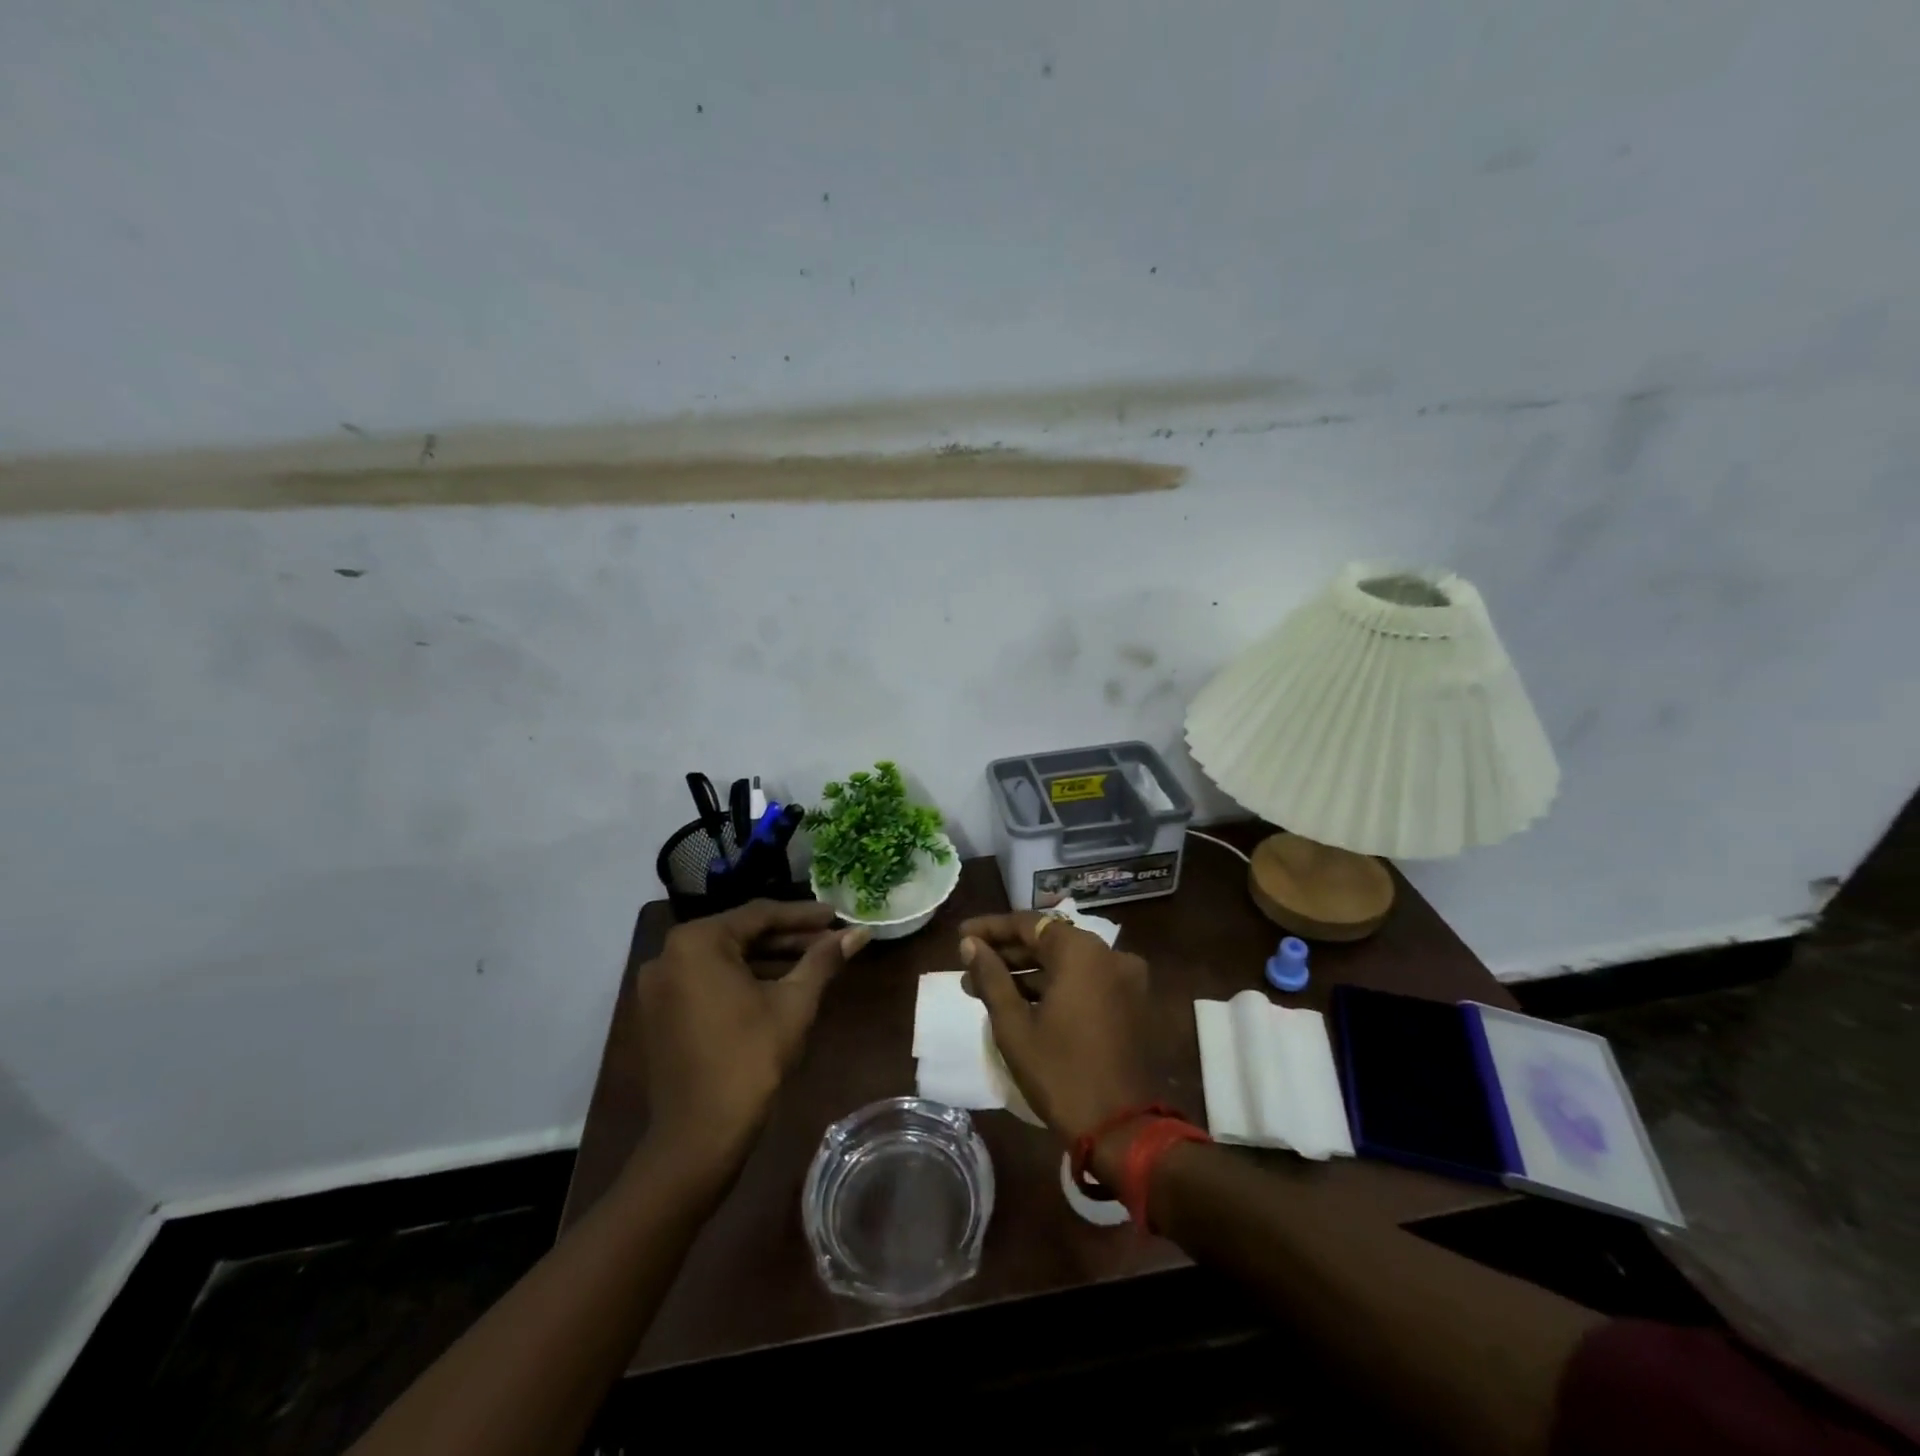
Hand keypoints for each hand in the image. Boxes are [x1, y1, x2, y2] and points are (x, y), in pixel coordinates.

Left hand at [637, 900, 869, 1174]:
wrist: (698, 1137)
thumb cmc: (750, 1060)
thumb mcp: (794, 1003)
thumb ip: (824, 960)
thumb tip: (860, 933)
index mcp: (696, 942)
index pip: (760, 915)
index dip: (803, 916)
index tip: (837, 916)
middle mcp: (669, 954)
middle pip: (740, 934)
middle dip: (787, 937)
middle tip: (829, 939)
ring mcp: (660, 986)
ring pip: (724, 959)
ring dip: (767, 959)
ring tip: (812, 962)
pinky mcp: (660, 1012)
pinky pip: (707, 980)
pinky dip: (742, 979)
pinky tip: (778, 986)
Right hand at [958, 911, 1159, 1153]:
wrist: (1123, 1130)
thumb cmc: (1060, 1072)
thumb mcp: (1014, 1025)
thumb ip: (991, 977)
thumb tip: (970, 944)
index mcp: (1082, 952)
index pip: (1029, 924)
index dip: (991, 928)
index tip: (961, 935)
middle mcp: (1109, 955)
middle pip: (1049, 942)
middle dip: (1007, 954)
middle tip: (969, 966)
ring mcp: (1125, 980)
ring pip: (1066, 964)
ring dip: (1027, 973)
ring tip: (984, 988)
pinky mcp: (1130, 1004)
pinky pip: (1085, 982)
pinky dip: (1054, 987)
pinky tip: (1021, 1003)